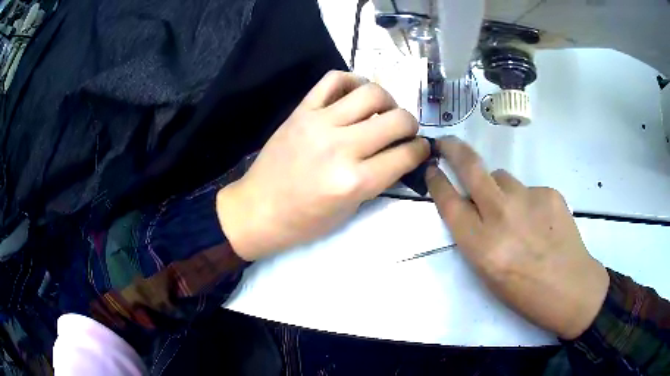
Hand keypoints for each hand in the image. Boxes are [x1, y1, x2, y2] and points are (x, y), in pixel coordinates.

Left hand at [217, 71, 429, 260]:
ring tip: (382, 111)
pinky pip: (333, 80)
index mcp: (355, 181)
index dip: (420, 150)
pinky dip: (352, 81)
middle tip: (404, 131)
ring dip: (387, 100)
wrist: (257, 209)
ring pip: (371, 92)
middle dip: (411, 125)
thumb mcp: (350, 210)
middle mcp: (341, 147)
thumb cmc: (304, 221)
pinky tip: (355, 95)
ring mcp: (319, 123)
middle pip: (397, 119)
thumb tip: (401, 154)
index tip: (420, 148)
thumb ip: (379, 179)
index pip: (406, 154)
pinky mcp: (301, 110)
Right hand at [425, 136, 608, 339]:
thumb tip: (473, 208)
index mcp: (482, 246)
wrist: (571, 288)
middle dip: (454, 150)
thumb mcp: (488, 274)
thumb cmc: (525, 293)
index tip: (431, 168)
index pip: (450, 203)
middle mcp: (502, 215)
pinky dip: (527, 201)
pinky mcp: (549, 192)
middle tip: (446, 143)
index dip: (437, 182)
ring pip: (503, 177)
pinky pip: (528, 189)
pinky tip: (540, 222)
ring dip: (499, 188)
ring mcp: (529, 199)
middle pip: (472, 168)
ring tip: (516, 214)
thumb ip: (475, 237)